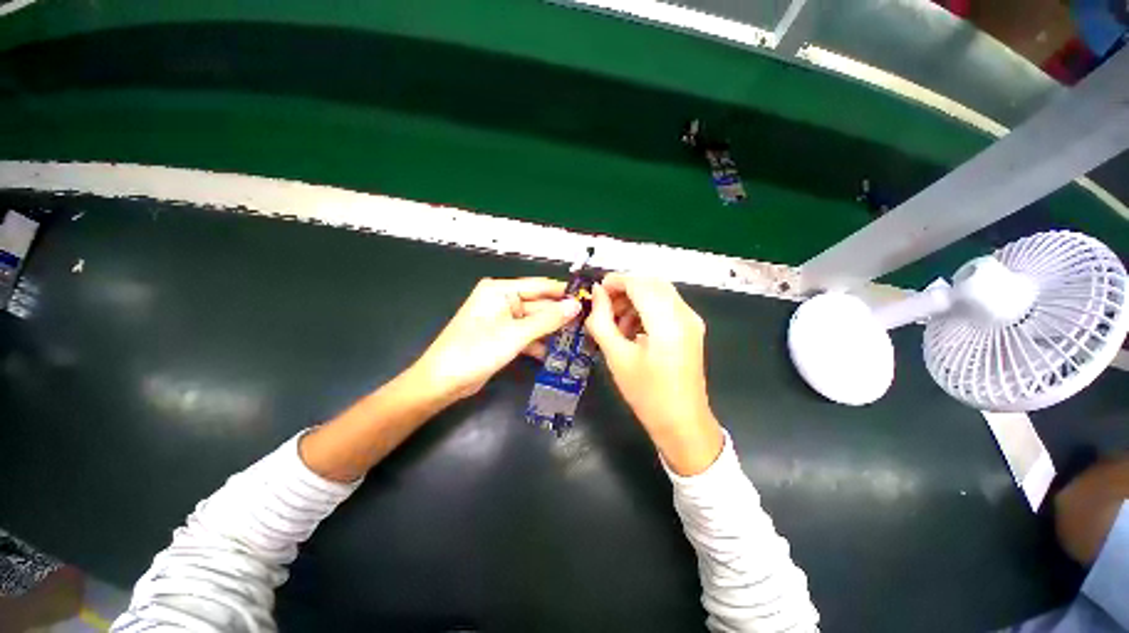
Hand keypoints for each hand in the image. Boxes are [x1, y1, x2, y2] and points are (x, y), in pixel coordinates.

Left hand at [408, 277, 580, 403]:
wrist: (444, 381)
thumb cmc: (476, 351)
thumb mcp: (516, 334)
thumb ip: (548, 320)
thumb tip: (575, 306)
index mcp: (500, 290)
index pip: (539, 286)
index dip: (563, 293)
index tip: (587, 299)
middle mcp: (502, 301)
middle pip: (538, 305)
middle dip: (559, 316)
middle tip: (586, 323)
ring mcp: (502, 319)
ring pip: (534, 322)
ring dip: (551, 331)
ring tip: (577, 339)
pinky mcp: (502, 336)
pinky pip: (526, 334)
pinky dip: (538, 343)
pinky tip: (555, 353)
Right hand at [585, 273, 722, 474]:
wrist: (682, 423)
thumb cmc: (646, 394)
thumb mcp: (616, 357)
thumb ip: (602, 320)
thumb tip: (596, 293)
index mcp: (667, 322)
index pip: (639, 283)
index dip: (615, 281)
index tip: (595, 292)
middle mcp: (684, 314)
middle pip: (651, 283)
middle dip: (624, 289)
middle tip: (604, 307)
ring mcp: (691, 320)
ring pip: (659, 292)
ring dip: (635, 299)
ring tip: (616, 323)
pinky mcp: (691, 328)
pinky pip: (666, 305)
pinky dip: (646, 308)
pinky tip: (633, 329)